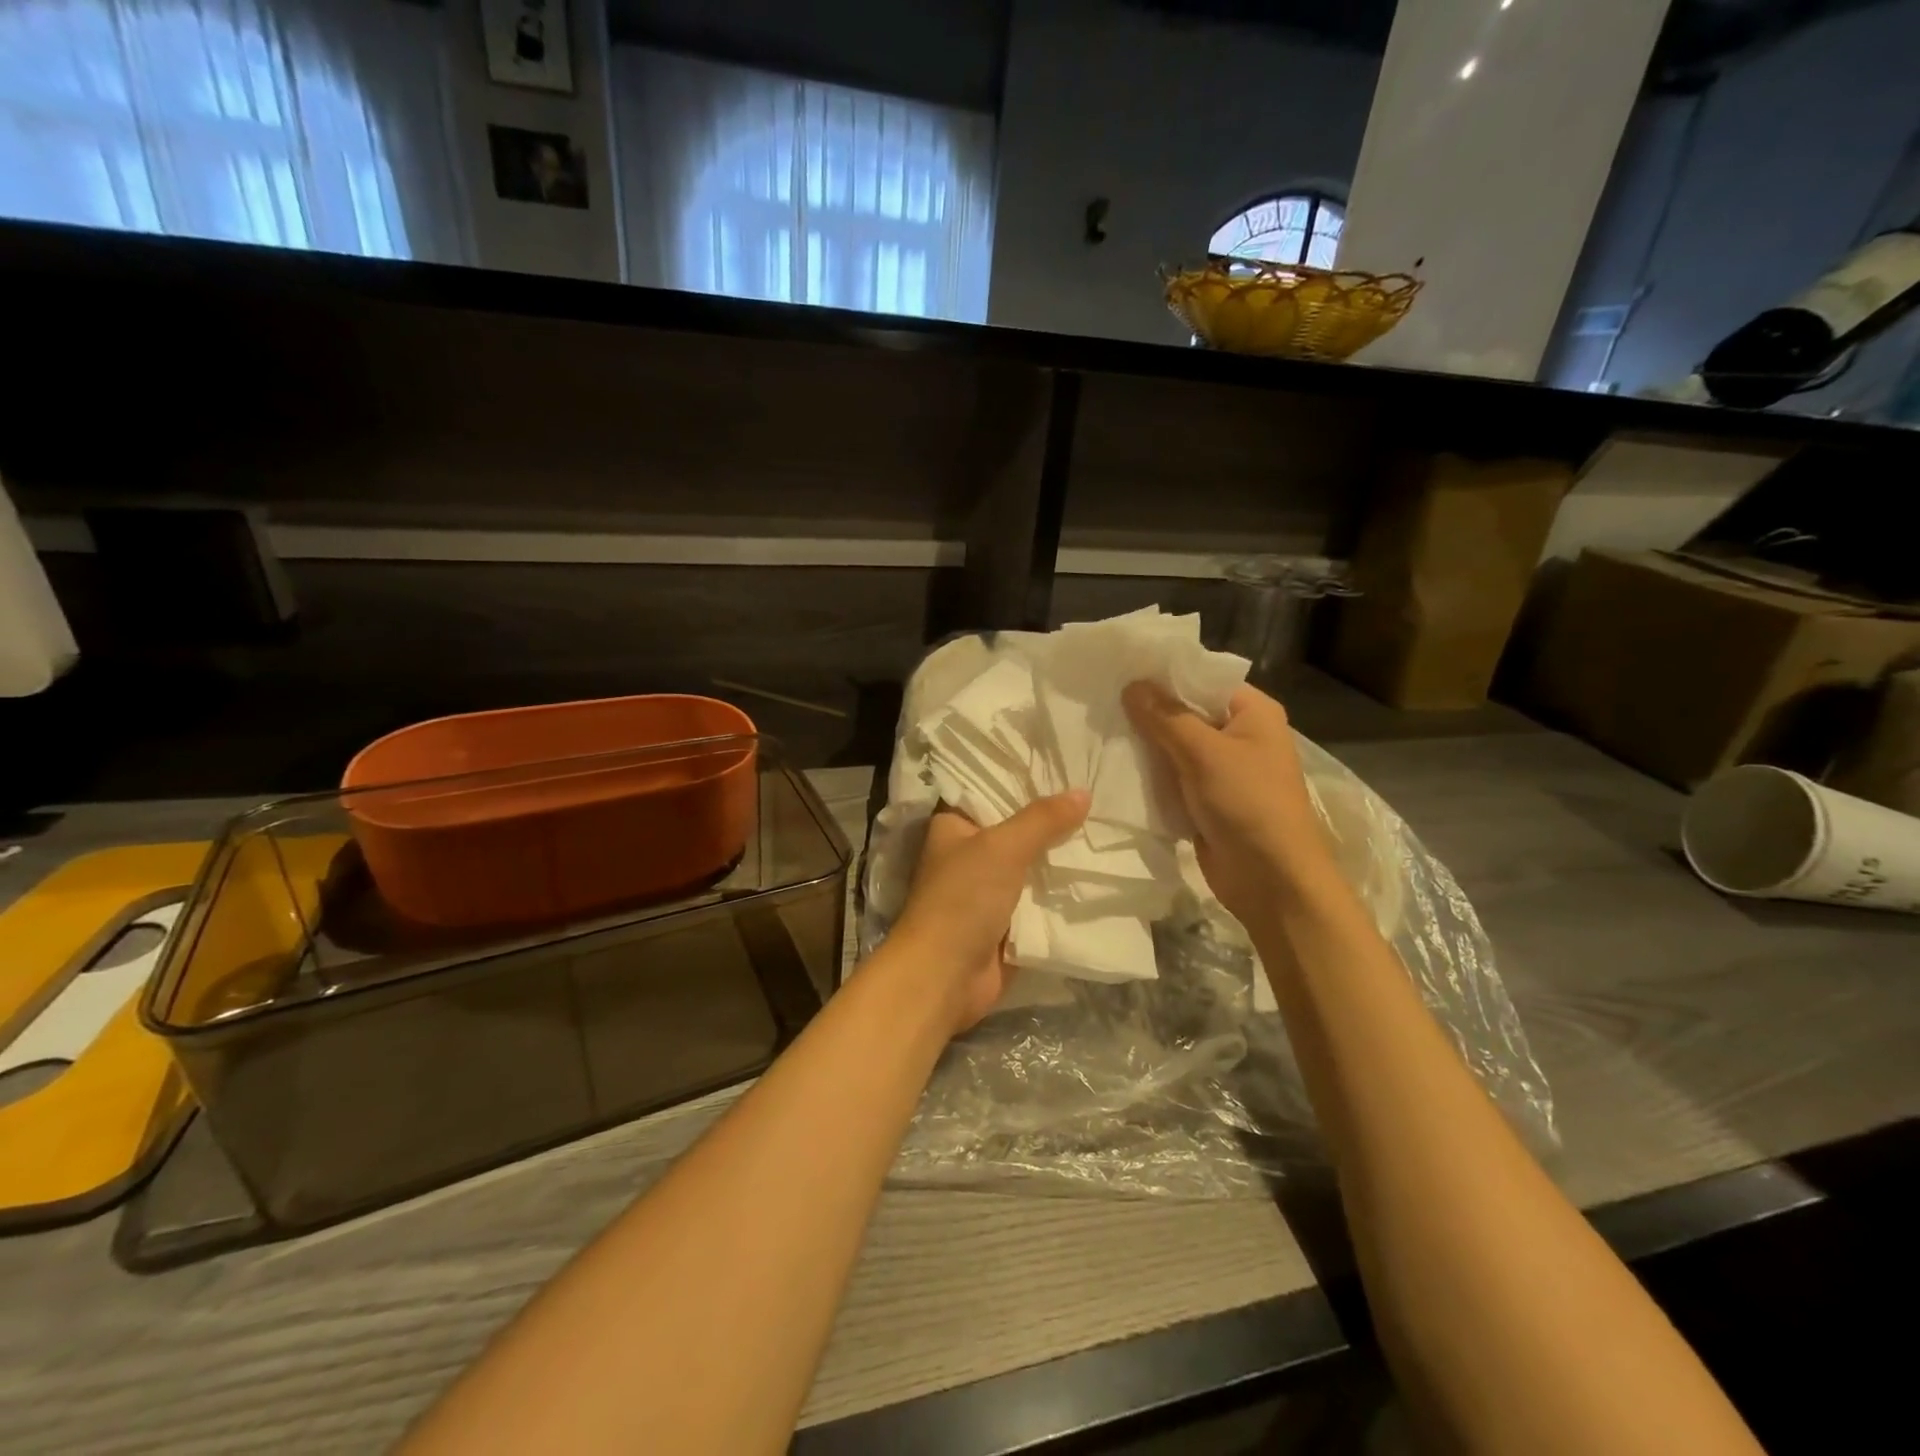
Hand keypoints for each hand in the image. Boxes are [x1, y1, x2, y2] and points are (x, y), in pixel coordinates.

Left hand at [885, 791, 1089, 1034]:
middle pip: (1017, 830)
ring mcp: (987, 890)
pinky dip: (1062, 892)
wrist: (944, 976)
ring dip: (1061, 857)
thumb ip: (1042, 820)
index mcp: (953, 826)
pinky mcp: (1006, 923)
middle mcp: (968, 854)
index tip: (1065, 765)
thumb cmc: (962, 899)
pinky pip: (1040, 900)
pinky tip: (1099, 873)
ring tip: (1106, 828)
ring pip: (1032, 865)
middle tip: (1098, 795)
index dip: (1025, 780)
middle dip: (1053, 821)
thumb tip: (1083, 793)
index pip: (991, 791)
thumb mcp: (1002, 848)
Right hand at [1122, 681, 1331, 922]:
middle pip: (1185, 712)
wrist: (1271, 880)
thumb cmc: (1248, 804)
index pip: (1202, 679)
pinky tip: (1111, 764)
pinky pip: (1171, 777)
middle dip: (1147, 710)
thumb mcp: (1205, 753)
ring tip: (1097, 727)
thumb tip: (1132, 684)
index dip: (1163, 674)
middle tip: (1098, 698)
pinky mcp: (1204, 799)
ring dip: (1144, 744)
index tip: (1119, 667)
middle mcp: (1239, 735)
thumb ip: (1166, 717)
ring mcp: (1221, 770)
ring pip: (1174, 746)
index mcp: (1252, 712)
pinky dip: (1148, 773)